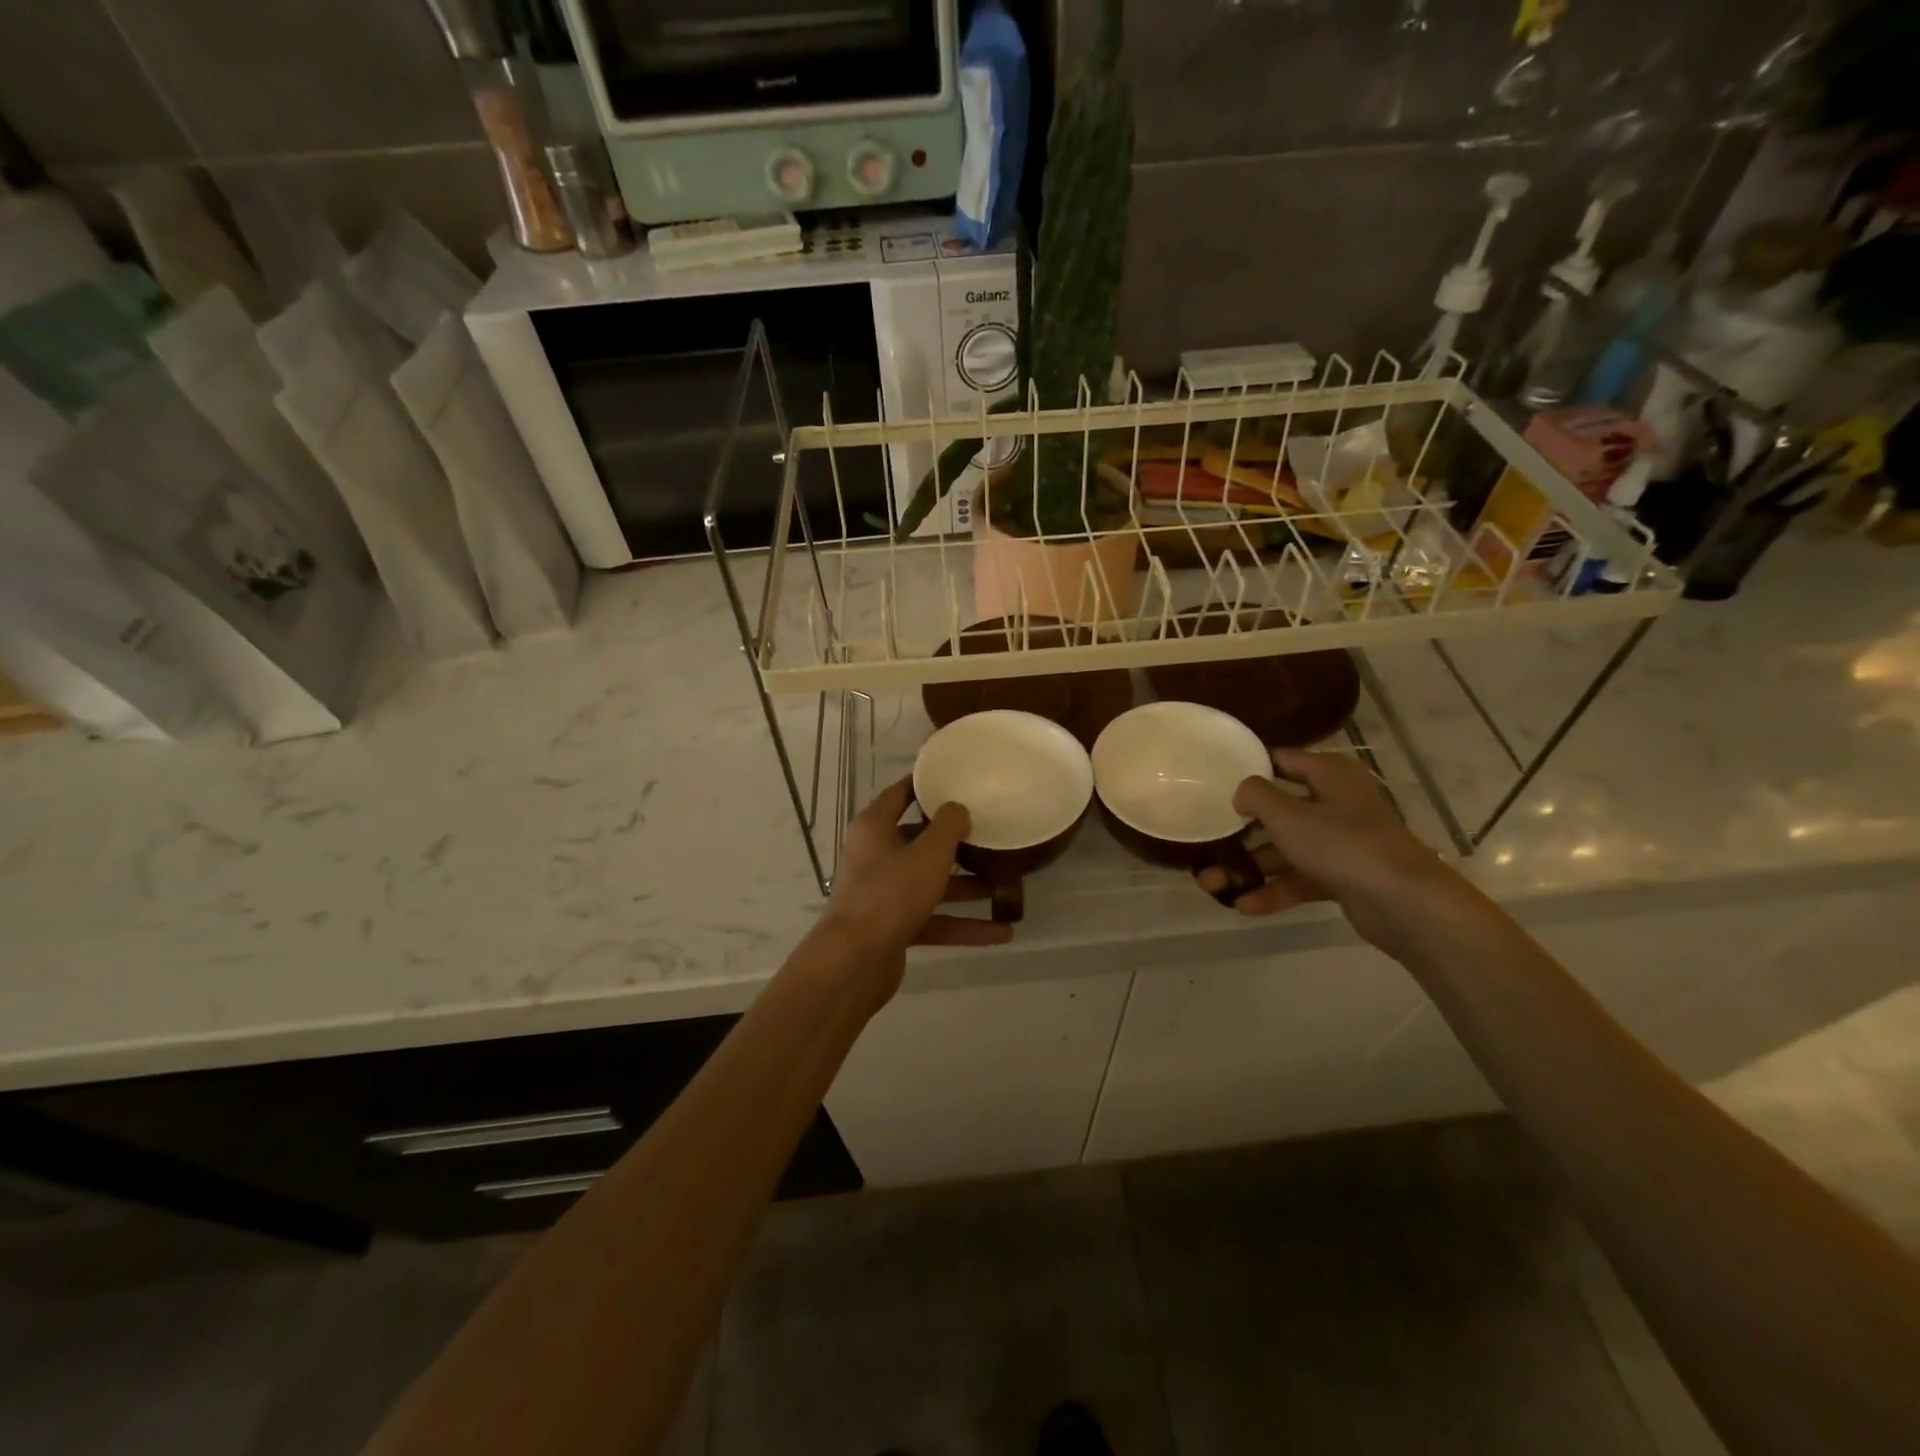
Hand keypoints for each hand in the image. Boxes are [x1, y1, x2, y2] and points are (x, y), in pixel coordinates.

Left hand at [815, 778, 1011, 1000]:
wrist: (856, 961)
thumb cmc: (891, 892)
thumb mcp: (928, 853)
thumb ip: (948, 826)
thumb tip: (958, 808)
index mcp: (875, 828)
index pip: (900, 795)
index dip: (926, 786)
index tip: (956, 778)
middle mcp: (876, 856)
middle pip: (919, 841)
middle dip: (956, 842)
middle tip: (990, 834)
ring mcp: (884, 894)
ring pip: (930, 883)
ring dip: (966, 887)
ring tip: (1005, 887)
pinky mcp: (893, 927)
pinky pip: (934, 919)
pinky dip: (963, 925)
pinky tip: (1000, 932)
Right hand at [1195, 748, 1451, 954]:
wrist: (1403, 902)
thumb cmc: (1342, 844)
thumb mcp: (1287, 815)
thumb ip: (1256, 796)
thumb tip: (1242, 793)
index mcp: (1330, 775)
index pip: (1283, 760)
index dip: (1250, 768)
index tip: (1216, 780)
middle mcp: (1337, 803)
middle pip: (1279, 811)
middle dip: (1241, 831)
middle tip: (1207, 840)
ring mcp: (1341, 842)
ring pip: (1286, 850)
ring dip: (1250, 867)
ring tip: (1210, 885)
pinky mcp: (1344, 876)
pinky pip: (1301, 878)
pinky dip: (1275, 890)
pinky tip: (1244, 906)